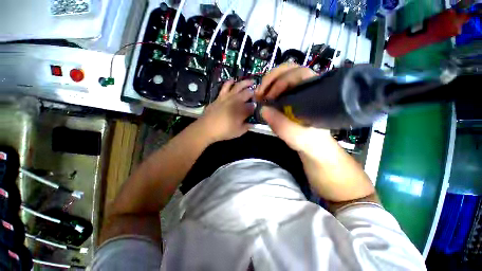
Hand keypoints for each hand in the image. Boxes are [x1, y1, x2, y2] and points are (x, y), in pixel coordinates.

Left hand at [199, 79, 254, 142]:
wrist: (206, 128)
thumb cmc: (224, 131)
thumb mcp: (238, 132)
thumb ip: (247, 127)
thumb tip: (252, 123)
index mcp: (243, 110)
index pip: (253, 106)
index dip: (256, 106)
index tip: (258, 107)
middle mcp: (237, 101)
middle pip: (248, 93)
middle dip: (254, 93)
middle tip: (257, 93)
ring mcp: (228, 97)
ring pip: (239, 86)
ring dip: (246, 83)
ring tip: (251, 81)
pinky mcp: (220, 96)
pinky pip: (226, 86)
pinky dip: (230, 82)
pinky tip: (233, 80)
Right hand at [256, 63, 375, 203]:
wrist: (315, 150)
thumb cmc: (311, 143)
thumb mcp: (299, 138)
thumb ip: (283, 126)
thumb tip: (263, 109)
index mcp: (315, 95)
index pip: (299, 74)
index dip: (281, 81)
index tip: (269, 97)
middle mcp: (307, 90)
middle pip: (289, 70)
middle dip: (271, 78)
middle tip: (259, 92)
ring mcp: (298, 93)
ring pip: (283, 78)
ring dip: (268, 83)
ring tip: (258, 95)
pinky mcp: (291, 100)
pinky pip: (279, 88)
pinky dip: (268, 90)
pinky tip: (262, 99)